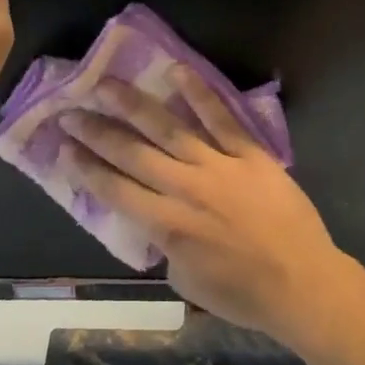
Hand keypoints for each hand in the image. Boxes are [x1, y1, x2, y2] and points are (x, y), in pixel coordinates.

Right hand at [58, 71, 364, 346]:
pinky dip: (199, 94)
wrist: (303, 283)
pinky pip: (222, 119)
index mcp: (168, 226)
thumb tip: (157, 222)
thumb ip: (166, 247)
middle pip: (132, 154)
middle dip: (97, 132)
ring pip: (169, 129)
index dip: (85, 168)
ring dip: (134, 105)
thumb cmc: (245, 294)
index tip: (61, 148)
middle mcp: (186, 189)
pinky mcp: (250, 154)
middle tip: (69, 111)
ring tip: (104, 84)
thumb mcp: (187, 282)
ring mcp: (219, 167)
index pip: (115, 191)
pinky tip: (176, 71)